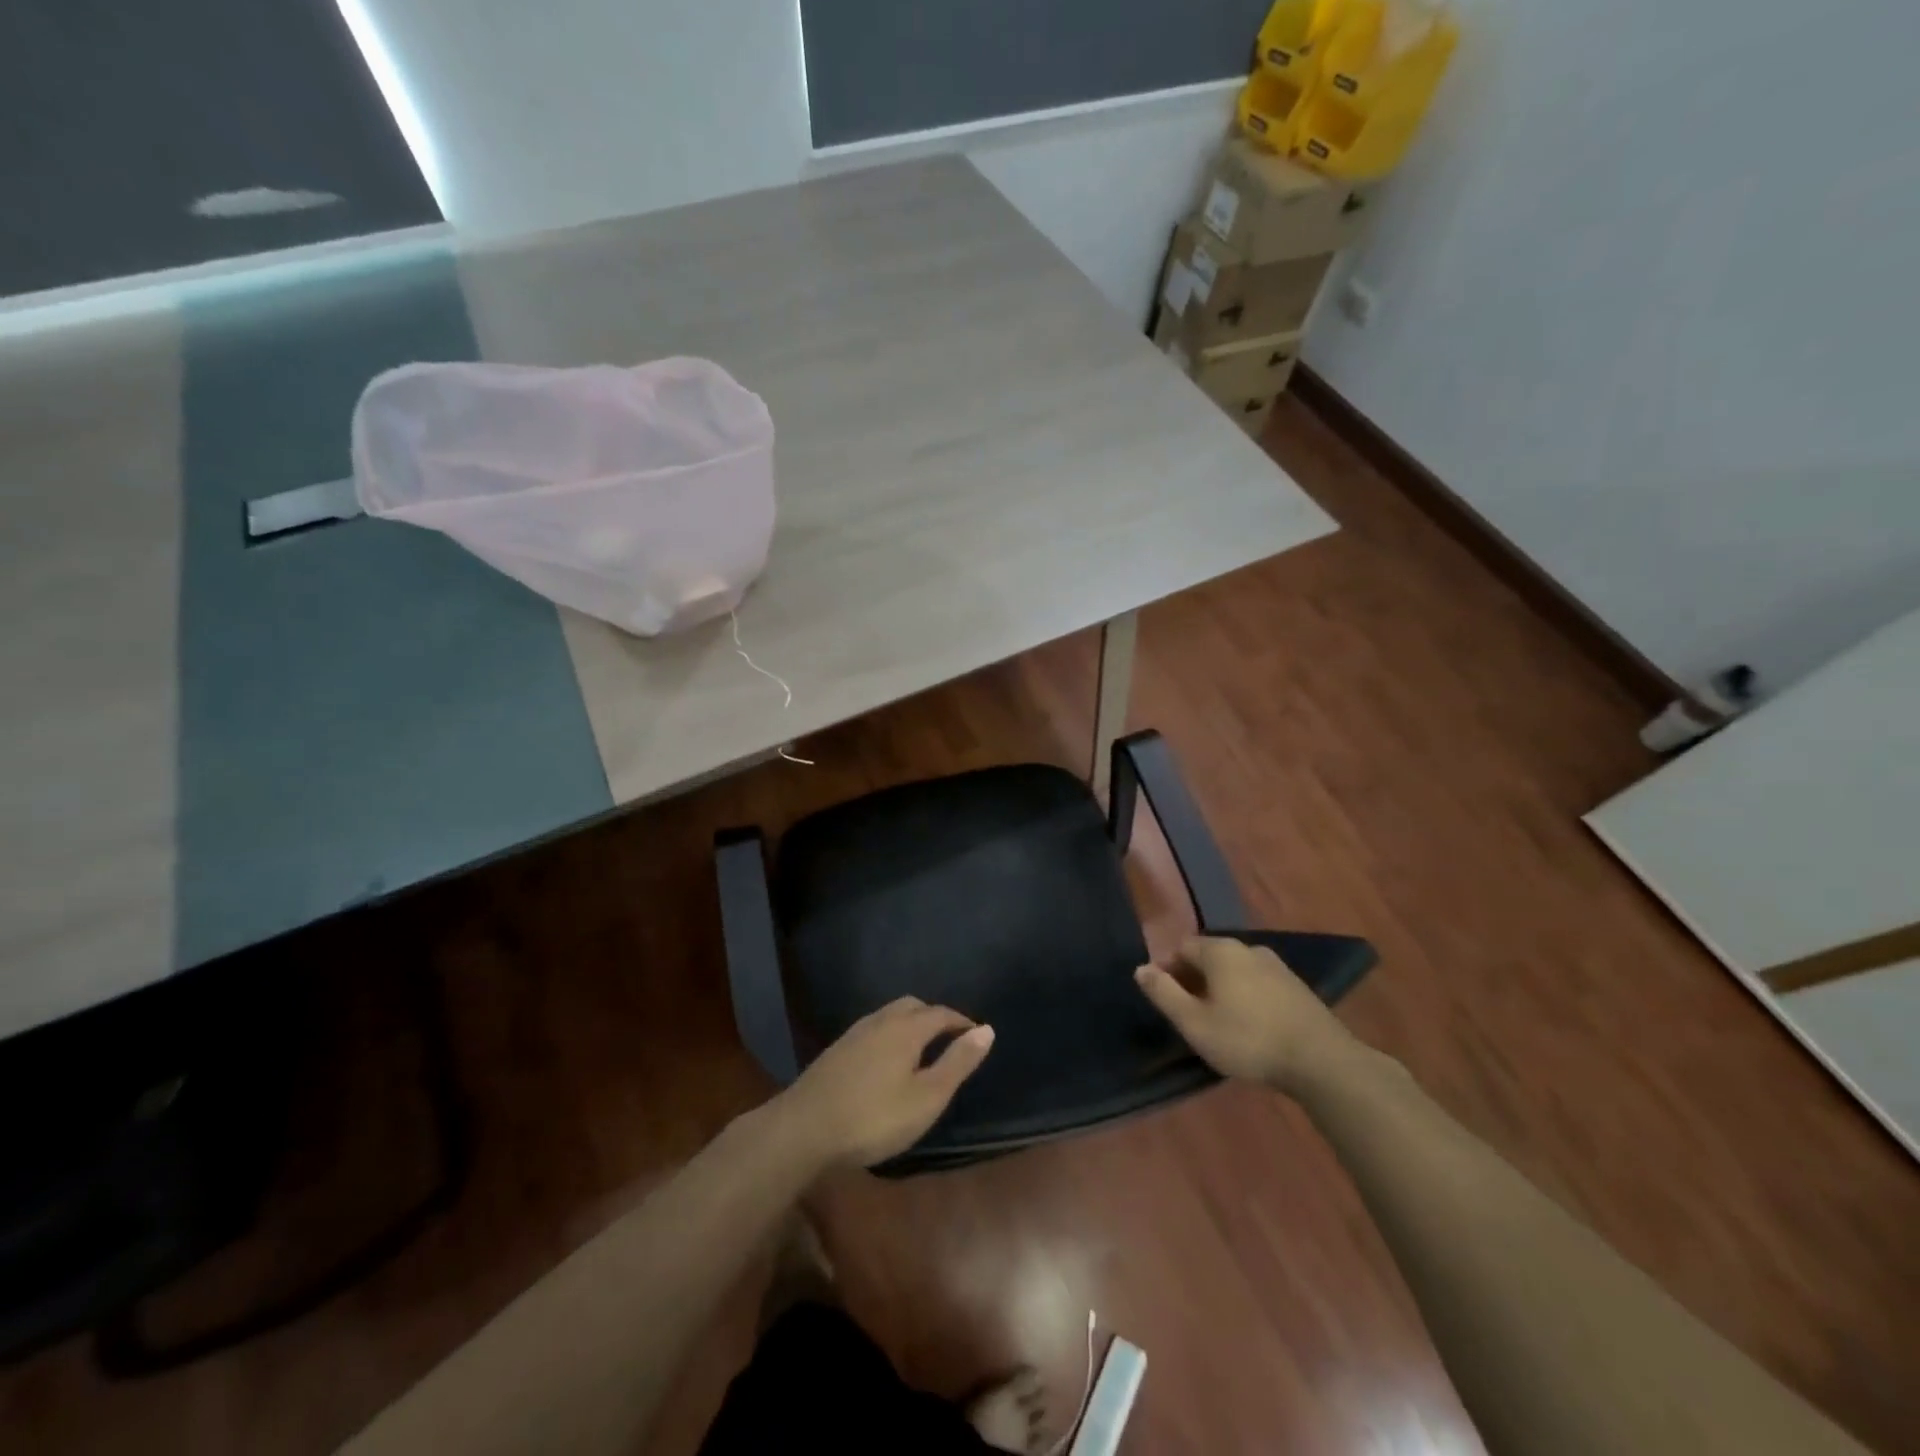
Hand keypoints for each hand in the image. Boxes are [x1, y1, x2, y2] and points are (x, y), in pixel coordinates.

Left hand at [773, 998, 994, 1169]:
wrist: (804, 1128)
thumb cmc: (874, 1117)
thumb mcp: (926, 1097)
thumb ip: (957, 1062)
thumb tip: (987, 1029)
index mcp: (906, 1028)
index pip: (941, 1013)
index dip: (961, 1022)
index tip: (976, 1036)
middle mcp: (880, 1021)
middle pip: (913, 1006)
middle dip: (934, 1016)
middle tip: (949, 1039)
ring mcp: (854, 1034)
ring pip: (889, 1015)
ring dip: (910, 1023)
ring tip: (921, 1049)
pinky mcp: (836, 1050)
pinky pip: (873, 1029)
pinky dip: (890, 1034)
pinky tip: (886, 1060)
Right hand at [1136, 937, 1359, 1094]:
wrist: (1321, 1060)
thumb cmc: (1248, 1039)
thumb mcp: (1194, 1022)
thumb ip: (1164, 993)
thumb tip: (1140, 969)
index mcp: (1220, 950)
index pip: (1181, 947)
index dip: (1168, 970)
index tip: (1166, 1000)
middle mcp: (1248, 947)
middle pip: (1209, 956)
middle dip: (1194, 979)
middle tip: (1189, 1013)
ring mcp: (1276, 965)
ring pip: (1235, 970)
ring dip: (1221, 988)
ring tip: (1218, 1020)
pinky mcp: (1297, 986)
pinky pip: (1258, 982)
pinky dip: (1245, 996)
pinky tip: (1250, 1024)